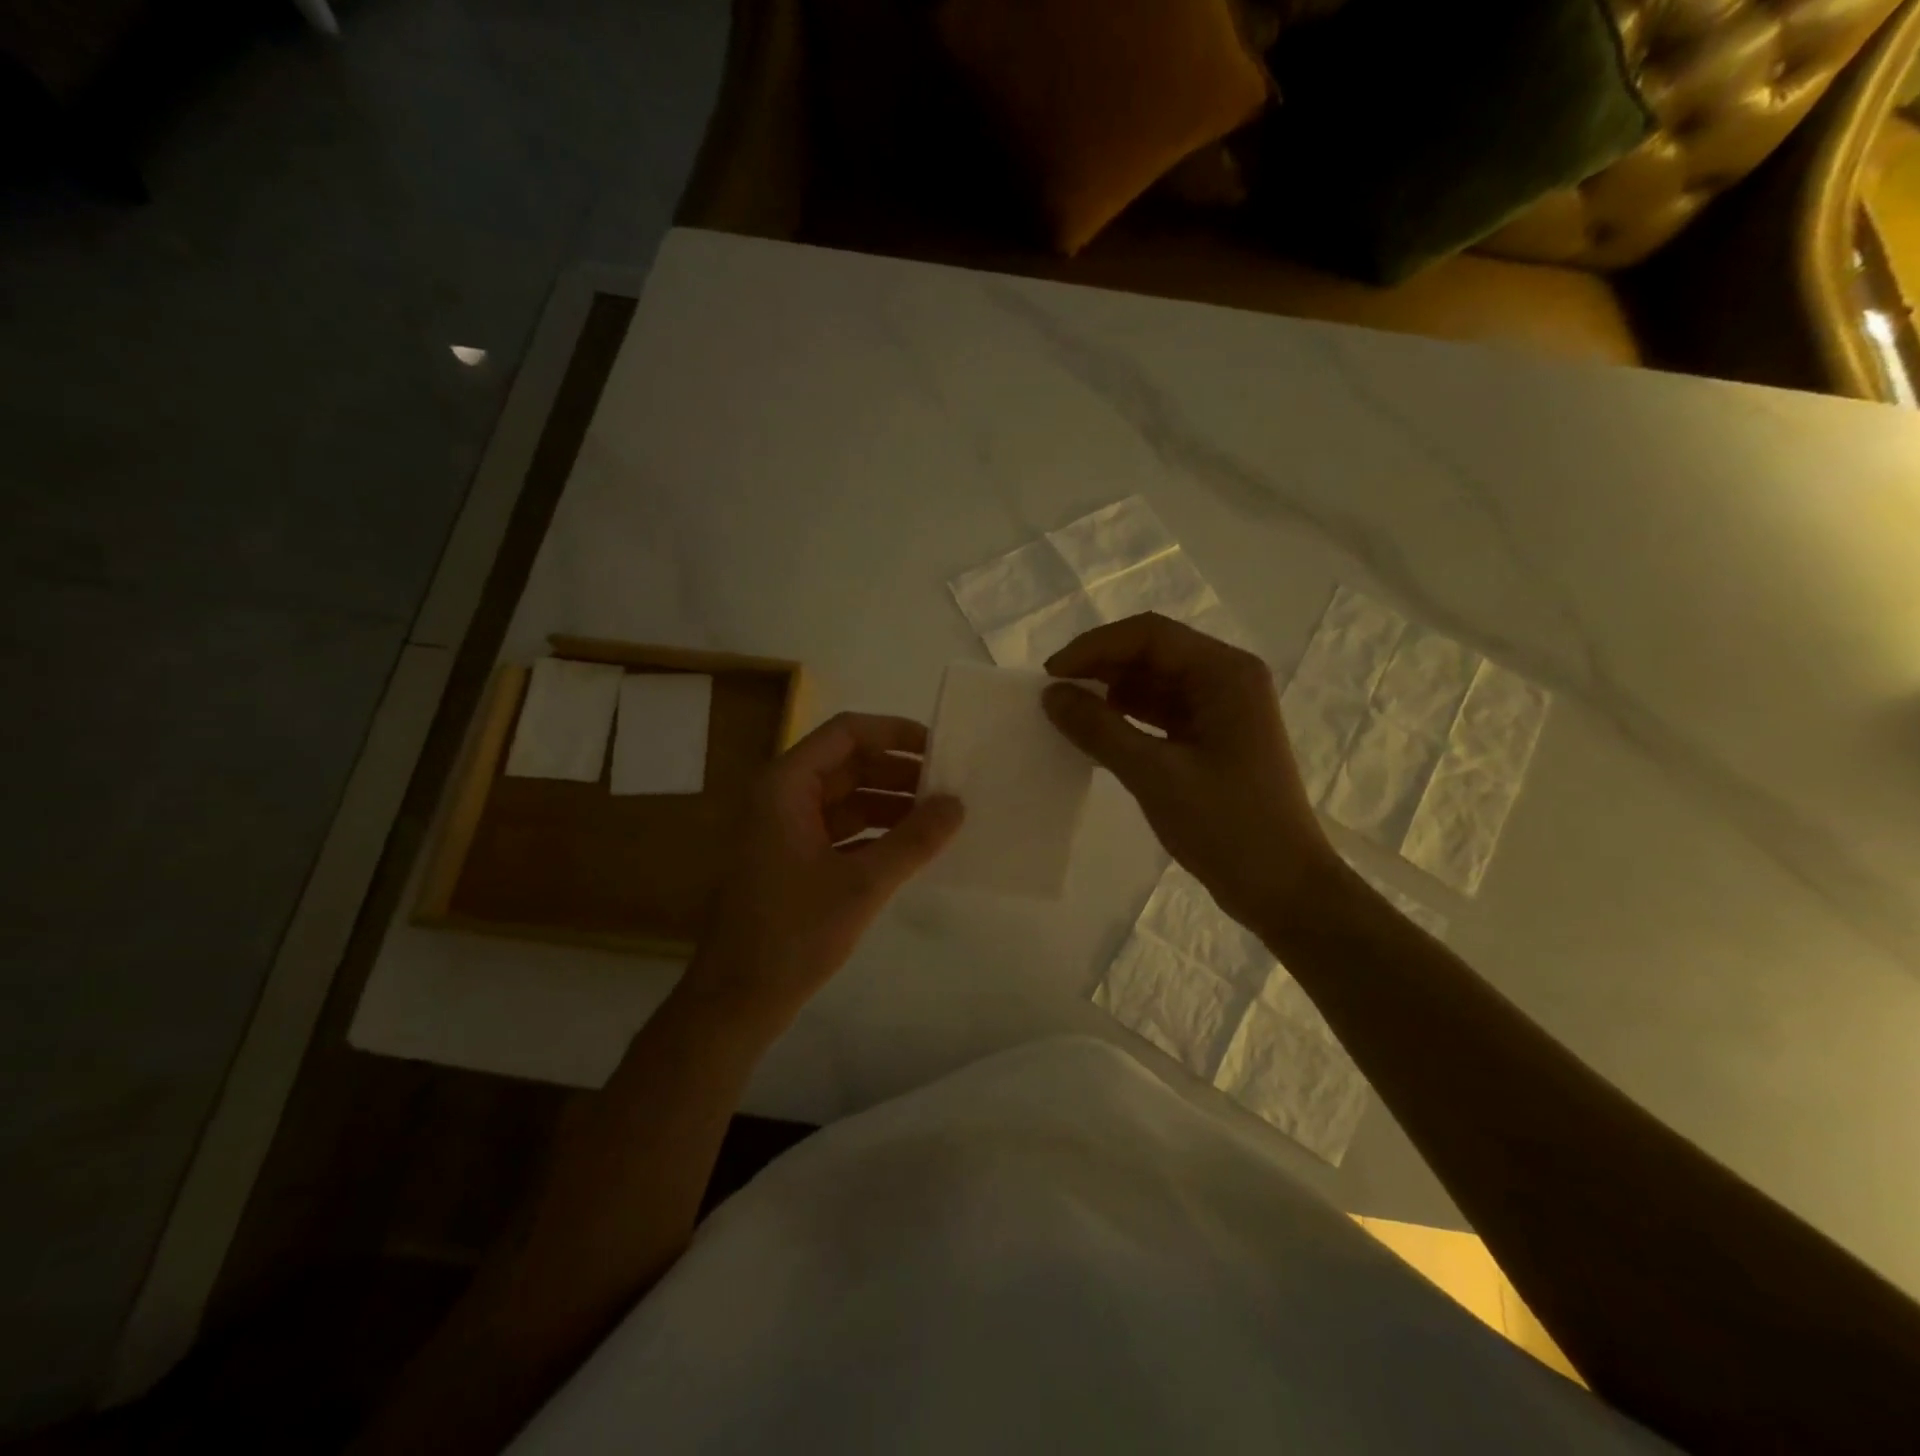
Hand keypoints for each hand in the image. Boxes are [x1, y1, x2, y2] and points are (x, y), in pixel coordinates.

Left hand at [686, 712, 962, 1025]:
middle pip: (848, 763)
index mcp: (787, 785)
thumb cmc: (793, 934)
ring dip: (890, 803)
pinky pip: (841, 829)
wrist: (736, 1000)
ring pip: (846, 798)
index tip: (939, 749)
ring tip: (940, 818)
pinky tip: (911, 848)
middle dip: (898, 772)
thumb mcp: (862, 883)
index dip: (894, 733)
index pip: (847, 732)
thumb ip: (914, 840)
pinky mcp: (792, 860)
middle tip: (949, 787)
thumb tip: (957, 803)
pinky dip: (875, 831)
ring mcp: (785, 829)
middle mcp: (783, 796)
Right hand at [1042, 612, 1331, 935]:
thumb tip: (1051, 695)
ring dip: (1110, 692)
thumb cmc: (1227, 826)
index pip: (1150, 635)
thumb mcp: (1155, 775)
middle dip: (1100, 667)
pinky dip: (1127, 717)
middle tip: (1053, 694)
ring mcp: (1222, 709)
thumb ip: (1099, 729)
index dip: (1094, 647)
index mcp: (1225, 673)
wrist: (1283, 888)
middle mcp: (1227, 679)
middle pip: (1153, 653)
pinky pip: (1161, 713)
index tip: (1051, 676)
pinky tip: (1096, 733)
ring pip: (1154, 683)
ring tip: (1067, 713)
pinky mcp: (1213, 738)